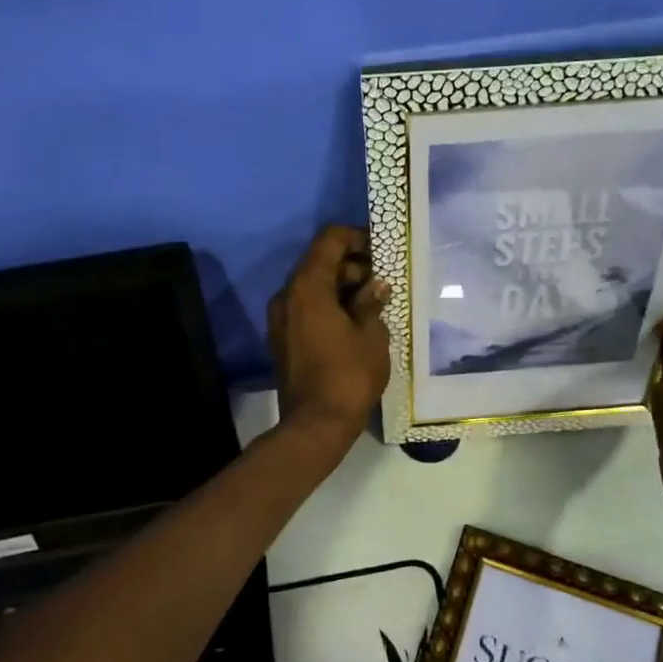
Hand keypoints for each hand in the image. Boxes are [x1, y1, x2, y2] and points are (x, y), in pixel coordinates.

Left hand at [268, 226, 391, 443]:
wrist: (316, 424)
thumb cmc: (349, 375)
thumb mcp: (371, 334)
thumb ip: (371, 302)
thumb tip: (376, 285)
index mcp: (308, 287)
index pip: (329, 240)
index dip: (356, 237)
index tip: (380, 249)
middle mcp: (287, 296)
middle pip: (318, 263)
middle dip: (351, 264)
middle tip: (381, 280)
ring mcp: (281, 319)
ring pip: (312, 287)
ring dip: (340, 286)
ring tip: (373, 302)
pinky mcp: (282, 338)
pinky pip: (306, 308)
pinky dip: (328, 305)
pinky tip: (354, 321)